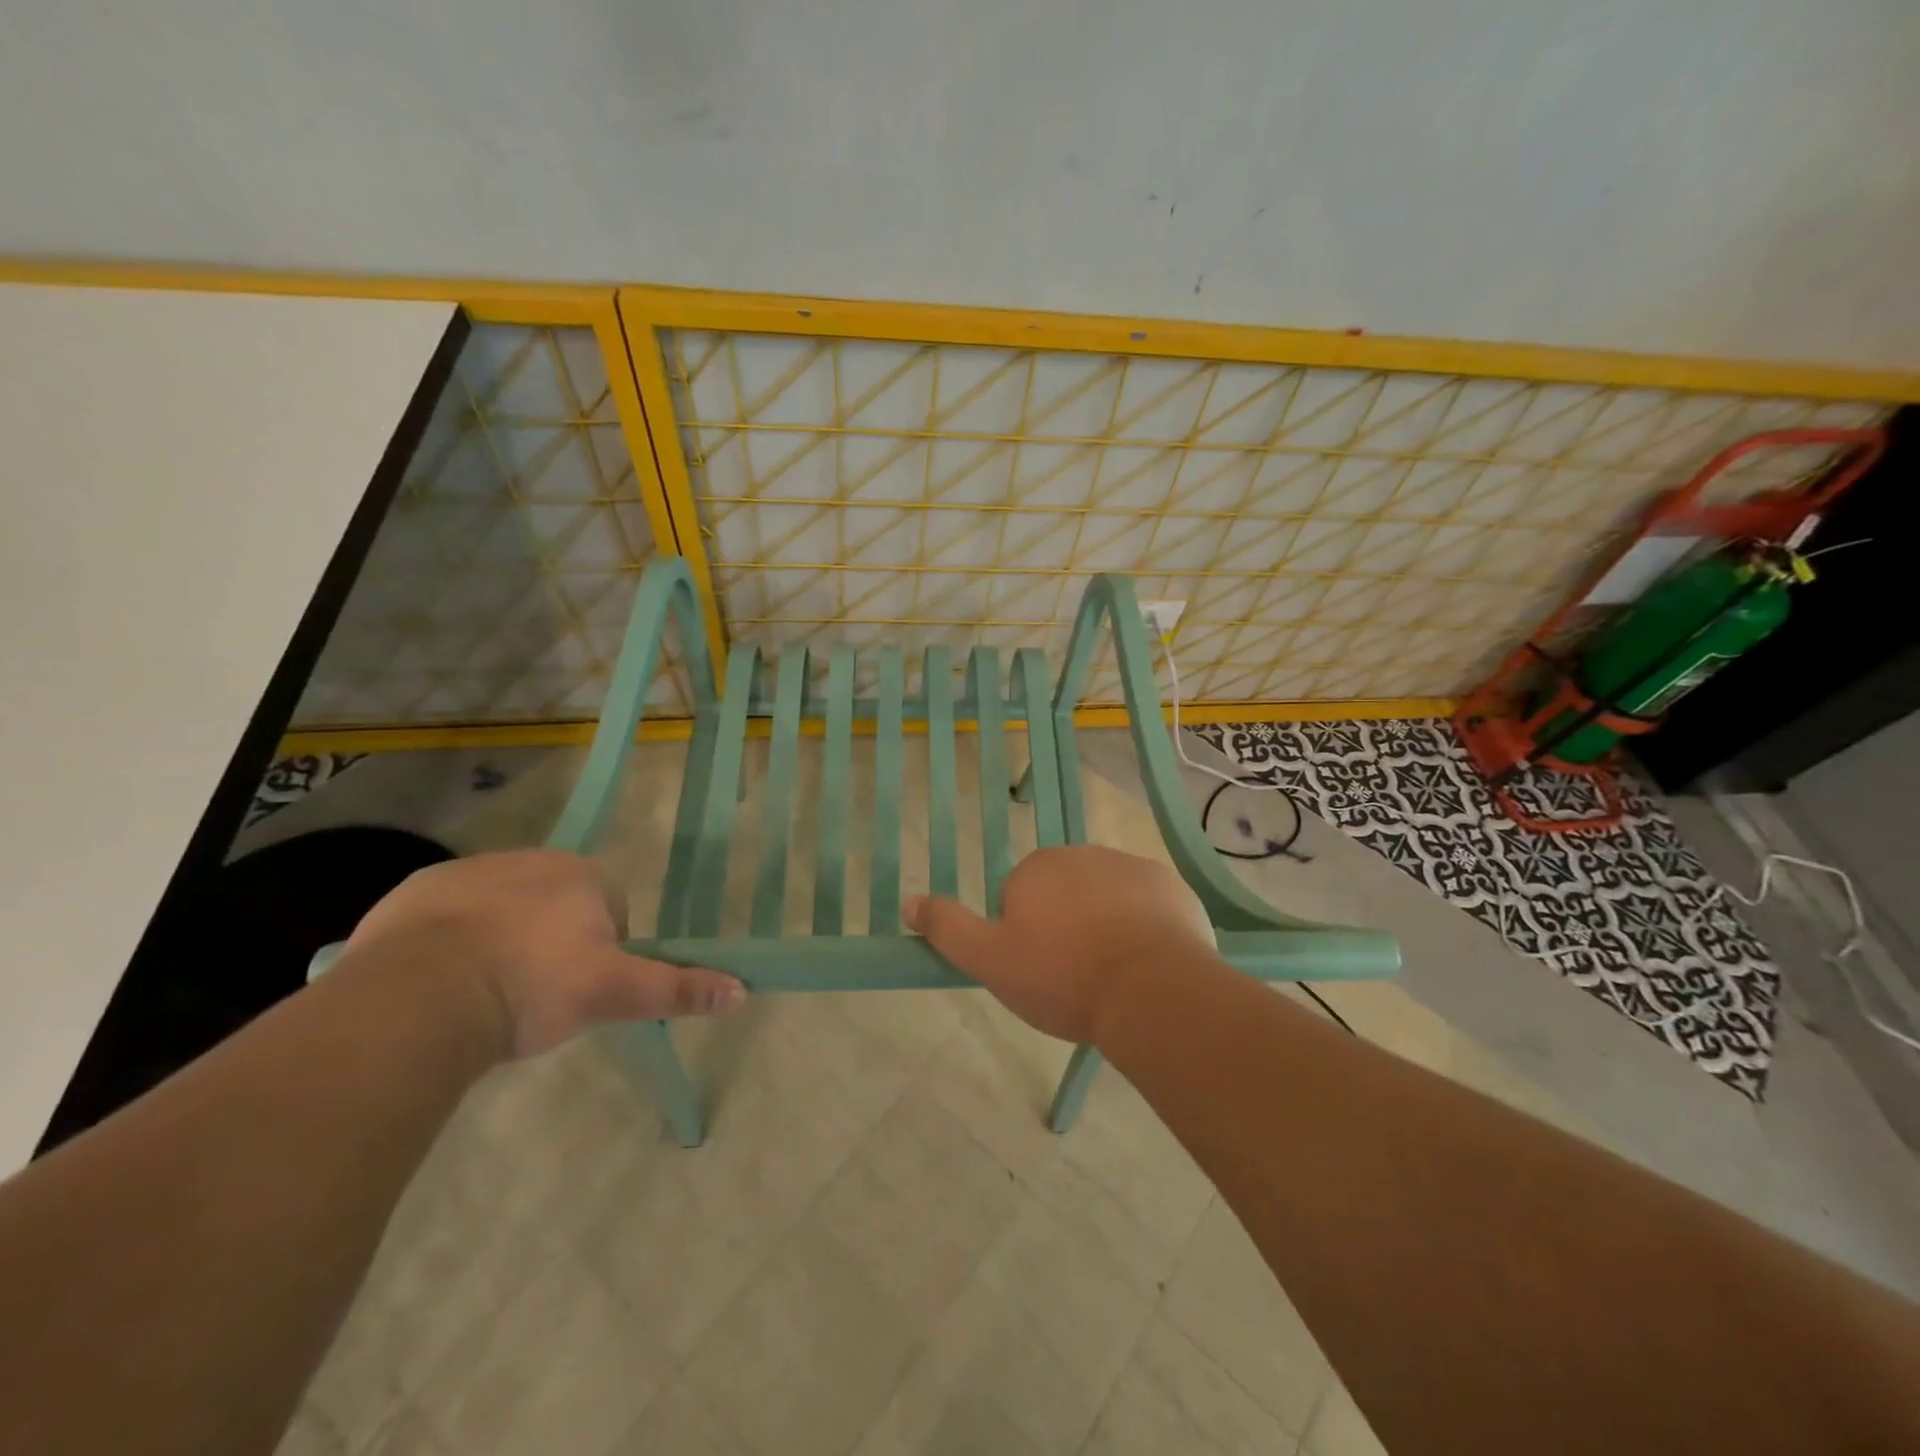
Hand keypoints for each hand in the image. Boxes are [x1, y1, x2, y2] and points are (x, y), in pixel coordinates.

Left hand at [342, 848, 743, 1058]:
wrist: (421, 996)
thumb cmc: (534, 987)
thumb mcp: (613, 994)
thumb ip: (676, 988)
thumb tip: (741, 989)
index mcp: (582, 875)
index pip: (610, 908)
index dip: (602, 951)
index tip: (580, 989)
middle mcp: (530, 859)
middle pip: (556, 904)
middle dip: (552, 941)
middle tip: (536, 995)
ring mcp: (468, 871)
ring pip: (503, 907)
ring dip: (502, 939)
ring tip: (487, 993)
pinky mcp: (415, 891)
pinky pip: (447, 914)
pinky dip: (451, 941)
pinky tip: (442, 981)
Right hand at [904, 845, 1216, 1042]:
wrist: (1150, 990)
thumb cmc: (1062, 977)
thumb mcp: (990, 961)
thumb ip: (948, 928)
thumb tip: (908, 900)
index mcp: (1037, 868)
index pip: (1019, 898)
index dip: (1025, 937)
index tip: (1040, 970)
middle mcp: (1081, 854)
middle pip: (1064, 893)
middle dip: (1065, 924)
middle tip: (1074, 974)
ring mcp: (1130, 866)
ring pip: (1105, 897)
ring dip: (1104, 924)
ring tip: (1112, 973)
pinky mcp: (1169, 885)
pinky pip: (1146, 904)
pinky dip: (1143, 925)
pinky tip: (1146, 962)